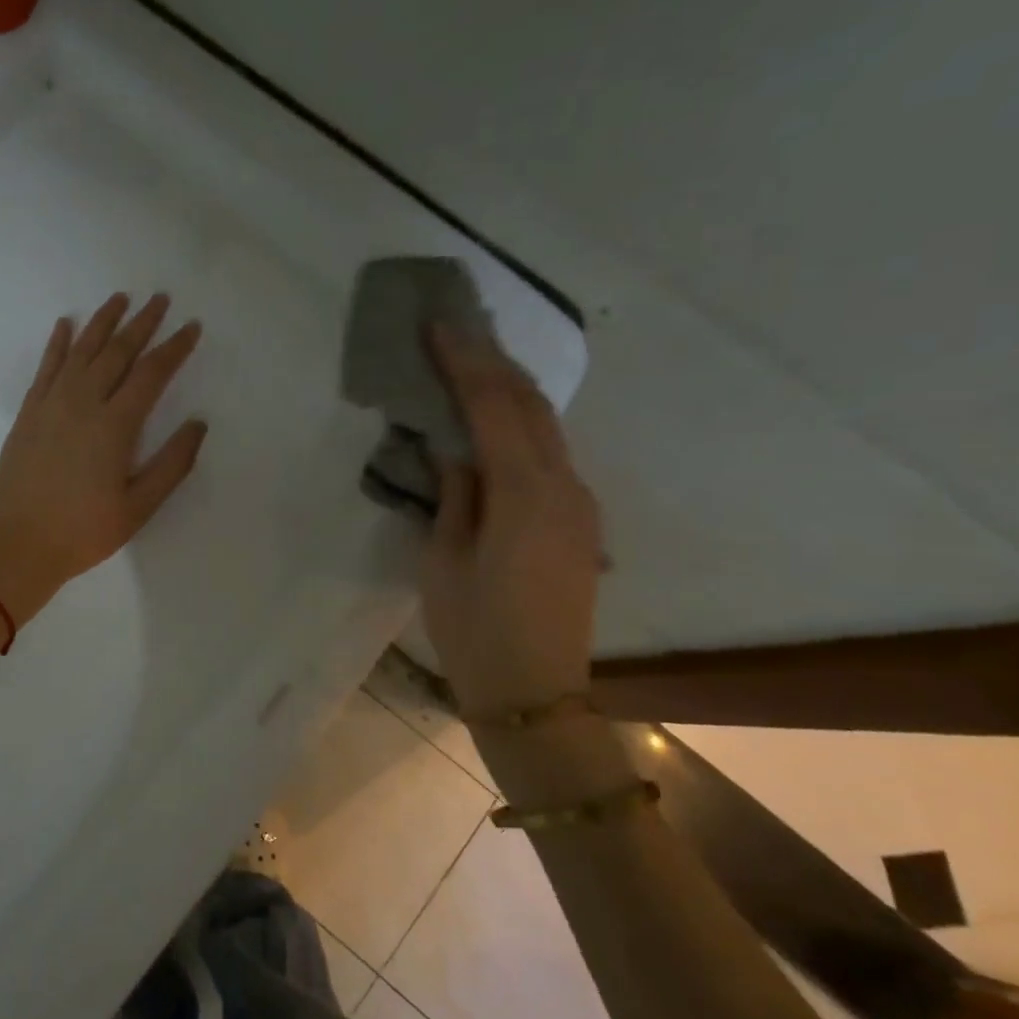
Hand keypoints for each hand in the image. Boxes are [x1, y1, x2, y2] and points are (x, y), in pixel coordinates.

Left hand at [0, 293, 206, 624]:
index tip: (191, 327)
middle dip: (141, 323)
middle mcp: (83, 402)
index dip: (174, 348)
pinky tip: (66, 325)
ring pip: (81, 350)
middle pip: (117, 352)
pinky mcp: (28, 413)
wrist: (16, 546)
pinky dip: (58, 343)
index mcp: (115, 425)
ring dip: (102, 322)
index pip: (151, 373)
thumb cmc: (83, 532)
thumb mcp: (139, 508)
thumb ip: (172, 464)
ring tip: (120, 298)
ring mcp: (51, 404)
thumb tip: (197, 424)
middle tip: (160, 299)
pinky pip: (46, 367)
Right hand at [420, 324, 602, 720]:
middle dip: (492, 361)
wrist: (535, 694)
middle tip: (455, 330)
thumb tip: (452, 446)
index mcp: (525, 494)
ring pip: (546, 425)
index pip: (493, 406)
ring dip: (510, 388)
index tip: (438, 325)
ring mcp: (580, 502)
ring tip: (472, 361)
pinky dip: (521, 422)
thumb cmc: (475, 632)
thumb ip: (453, 493)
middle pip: (529, 404)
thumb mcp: (444, 560)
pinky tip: (497, 417)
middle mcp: (564, 486)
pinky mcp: (580, 520)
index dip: (464, 362)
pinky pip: (551, 452)